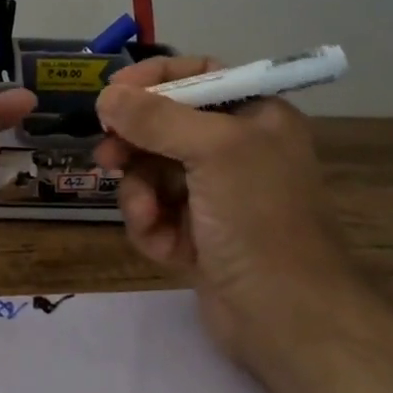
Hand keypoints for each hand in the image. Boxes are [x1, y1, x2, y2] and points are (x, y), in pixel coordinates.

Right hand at [92, 55, 366, 352]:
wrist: (286, 316)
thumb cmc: (258, 218)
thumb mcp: (214, 151)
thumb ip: (156, 118)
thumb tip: (106, 95)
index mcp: (254, 117)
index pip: (196, 77)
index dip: (152, 81)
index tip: (111, 95)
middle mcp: (235, 150)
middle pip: (164, 127)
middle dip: (134, 144)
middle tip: (107, 156)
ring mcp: (214, 196)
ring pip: (151, 173)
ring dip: (139, 193)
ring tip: (145, 213)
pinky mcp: (197, 234)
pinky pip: (155, 213)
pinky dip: (151, 226)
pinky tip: (163, 247)